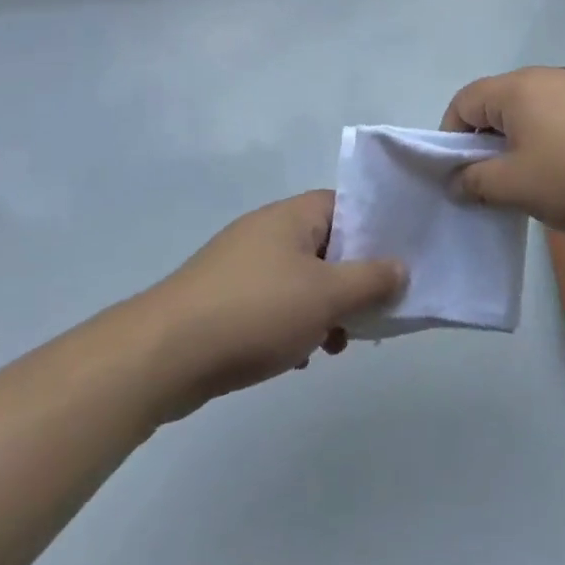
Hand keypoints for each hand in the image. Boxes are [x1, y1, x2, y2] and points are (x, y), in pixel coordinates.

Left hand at [152, 191, 405, 413]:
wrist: (162, 356)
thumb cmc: (256, 311)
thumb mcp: (327, 295)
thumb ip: (371, 279)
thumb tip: (401, 266)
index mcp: (292, 216)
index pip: (346, 206)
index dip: (374, 230)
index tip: (396, 261)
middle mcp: (267, 231)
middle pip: (325, 246)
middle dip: (351, 279)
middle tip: (372, 311)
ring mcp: (240, 266)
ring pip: (300, 280)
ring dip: (323, 308)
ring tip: (336, 343)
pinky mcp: (222, 300)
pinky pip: (272, 304)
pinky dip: (290, 325)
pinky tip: (296, 358)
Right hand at [441, 67, 564, 234]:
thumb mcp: (516, 186)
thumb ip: (475, 182)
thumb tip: (456, 180)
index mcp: (516, 88)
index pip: (463, 102)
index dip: (450, 139)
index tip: (459, 176)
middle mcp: (546, 78)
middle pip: (497, 105)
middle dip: (486, 145)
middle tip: (494, 185)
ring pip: (530, 114)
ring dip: (520, 147)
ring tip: (534, 185)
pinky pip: (561, 120)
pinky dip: (551, 144)